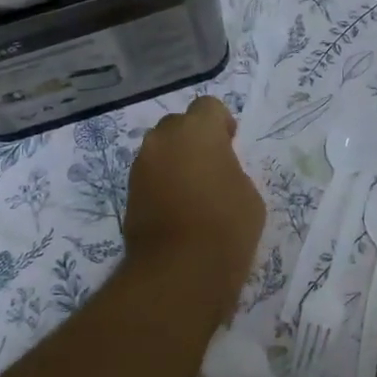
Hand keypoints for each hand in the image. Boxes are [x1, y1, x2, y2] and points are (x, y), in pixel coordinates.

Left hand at [123, 96, 264, 322]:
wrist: (180, 270)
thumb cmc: (227, 226)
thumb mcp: (248, 192)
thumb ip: (230, 169)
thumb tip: (215, 172)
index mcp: (197, 130)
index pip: (208, 106)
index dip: (220, 124)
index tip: (230, 146)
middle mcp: (162, 139)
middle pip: (178, 125)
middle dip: (193, 139)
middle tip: (211, 168)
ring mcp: (140, 166)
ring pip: (160, 151)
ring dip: (175, 161)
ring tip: (193, 192)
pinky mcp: (128, 193)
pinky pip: (149, 176)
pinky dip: (162, 183)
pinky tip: (177, 210)